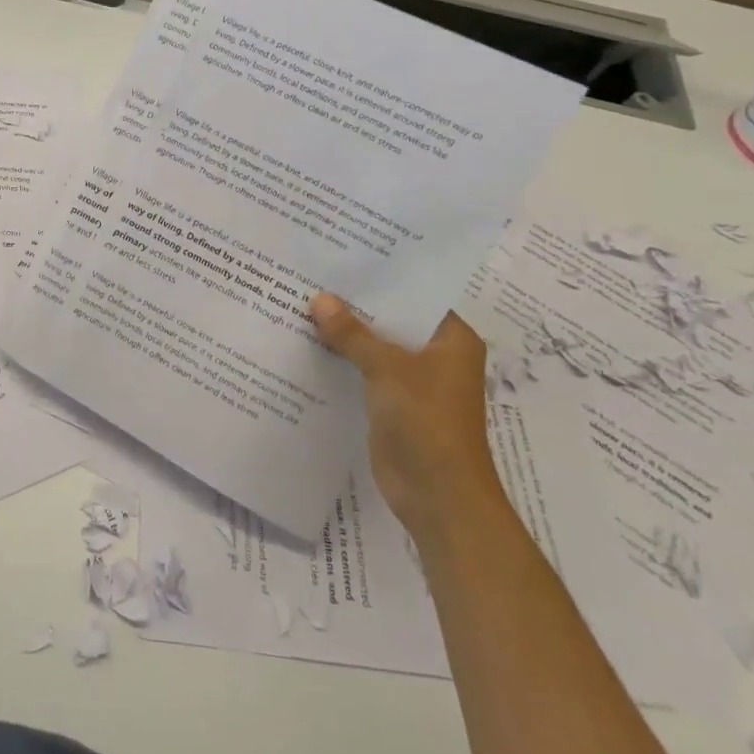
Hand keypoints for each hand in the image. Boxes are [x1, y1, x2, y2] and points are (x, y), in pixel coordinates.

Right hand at [310, 295, 502, 538]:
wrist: (438, 496)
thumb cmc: (427, 422)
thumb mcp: (387, 369)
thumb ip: (352, 333)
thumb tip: (319, 299)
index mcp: (451, 339)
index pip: (415, 295)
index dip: (381, 277)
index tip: (344, 257)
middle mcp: (436, 355)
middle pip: (390, 319)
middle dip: (355, 304)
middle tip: (313, 275)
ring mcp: (414, 381)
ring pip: (374, 346)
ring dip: (345, 333)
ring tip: (302, 302)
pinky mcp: (392, 403)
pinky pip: (363, 371)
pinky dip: (341, 360)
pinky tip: (307, 343)